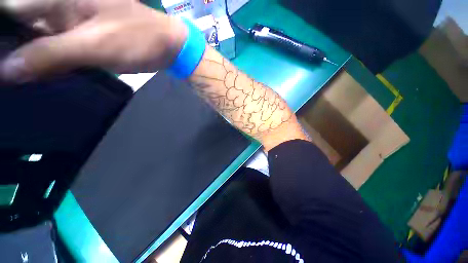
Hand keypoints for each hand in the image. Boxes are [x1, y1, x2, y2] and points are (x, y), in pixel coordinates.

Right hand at [0, 0, 186, 82]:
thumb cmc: (138, 40)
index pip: (11, 8)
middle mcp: (58, 4)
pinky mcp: (80, 34)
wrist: (166, 46)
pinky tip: (34, 74)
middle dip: (7, 47)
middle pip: (19, 22)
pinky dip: (42, 58)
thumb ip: (50, 53)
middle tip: (2, 76)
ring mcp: (68, 20)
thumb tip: (7, 70)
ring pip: (33, 36)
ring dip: (22, 55)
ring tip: (10, 79)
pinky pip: (52, 45)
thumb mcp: (93, 45)